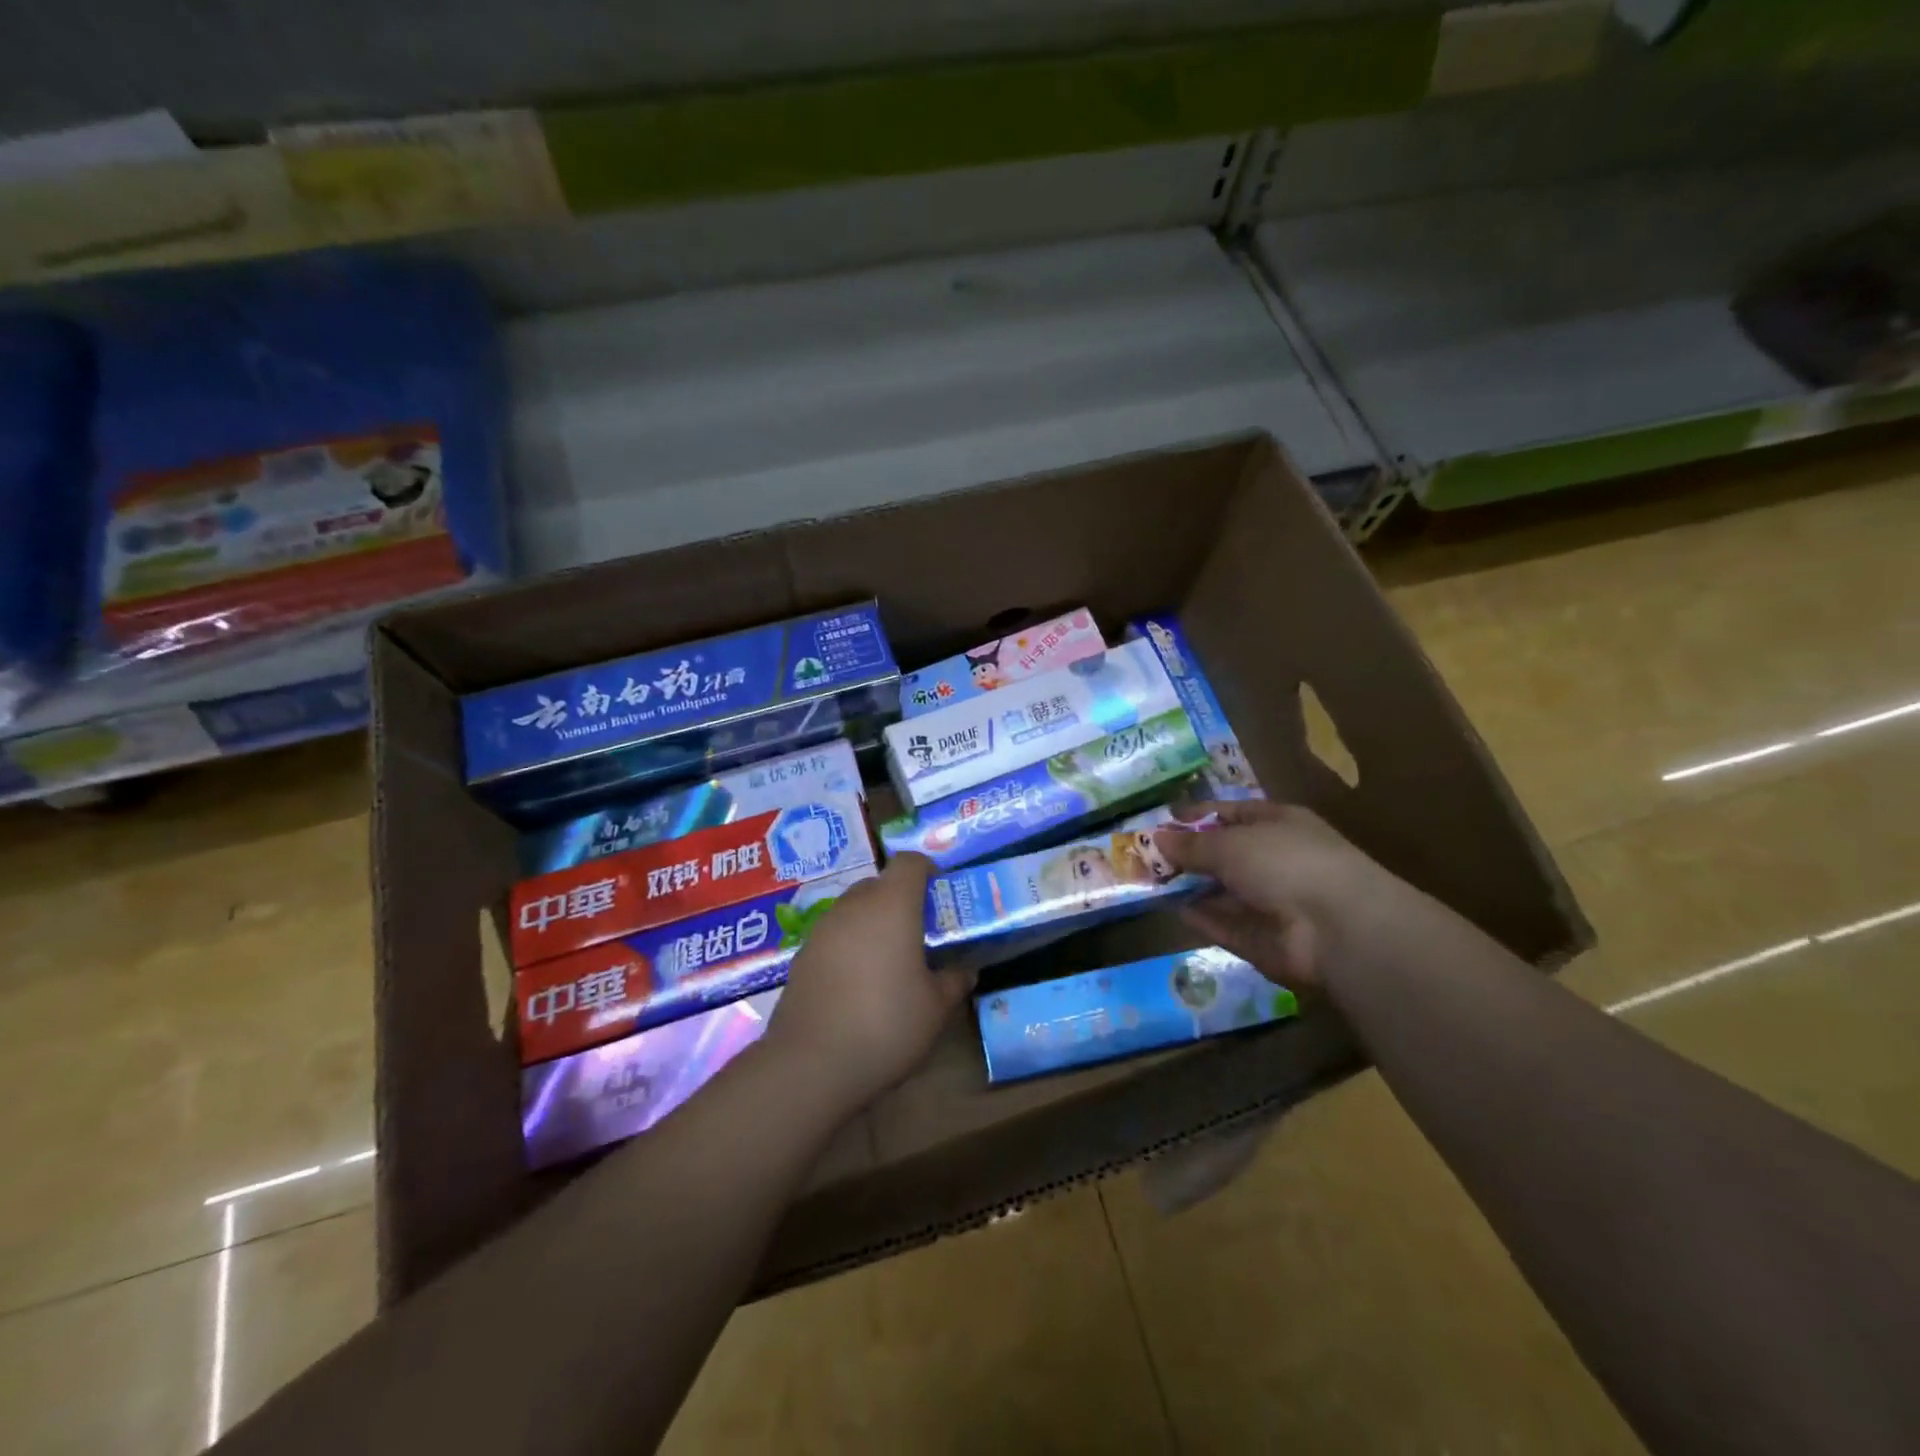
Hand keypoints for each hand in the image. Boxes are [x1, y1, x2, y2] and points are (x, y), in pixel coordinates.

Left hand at [763, 853, 974, 1115]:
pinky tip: (858, 984)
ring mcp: (822, 929)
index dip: (927, 870)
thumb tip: (965, 971)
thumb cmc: (886, 1025)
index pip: (909, 862)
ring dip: (873, 923)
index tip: (941, 893)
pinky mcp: (802, 955)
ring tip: (889, 960)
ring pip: (853, 909)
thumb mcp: (935, 1008)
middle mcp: (854, 906)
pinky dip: (849, 946)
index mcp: (892, 905)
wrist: (811, 1063)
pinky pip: (834, 936)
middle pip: (879, 884)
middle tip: (919, 932)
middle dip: (900, 899)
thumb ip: (953, 982)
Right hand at [1153, 801, 1417, 989]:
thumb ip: (1191, 844)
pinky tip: (1176, 911)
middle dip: (1188, 854)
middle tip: (1146, 856)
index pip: (1230, 814)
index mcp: (1277, 824)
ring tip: (1150, 883)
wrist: (1338, 927)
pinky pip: (1227, 924)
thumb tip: (1157, 838)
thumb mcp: (1230, 844)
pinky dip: (1204, 918)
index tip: (1162, 820)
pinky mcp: (1265, 939)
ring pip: (1224, 891)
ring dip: (1192, 887)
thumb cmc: (1284, 862)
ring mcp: (1272, 902)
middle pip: (1224, 854)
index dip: (1196, 815)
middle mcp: (1276, 860)